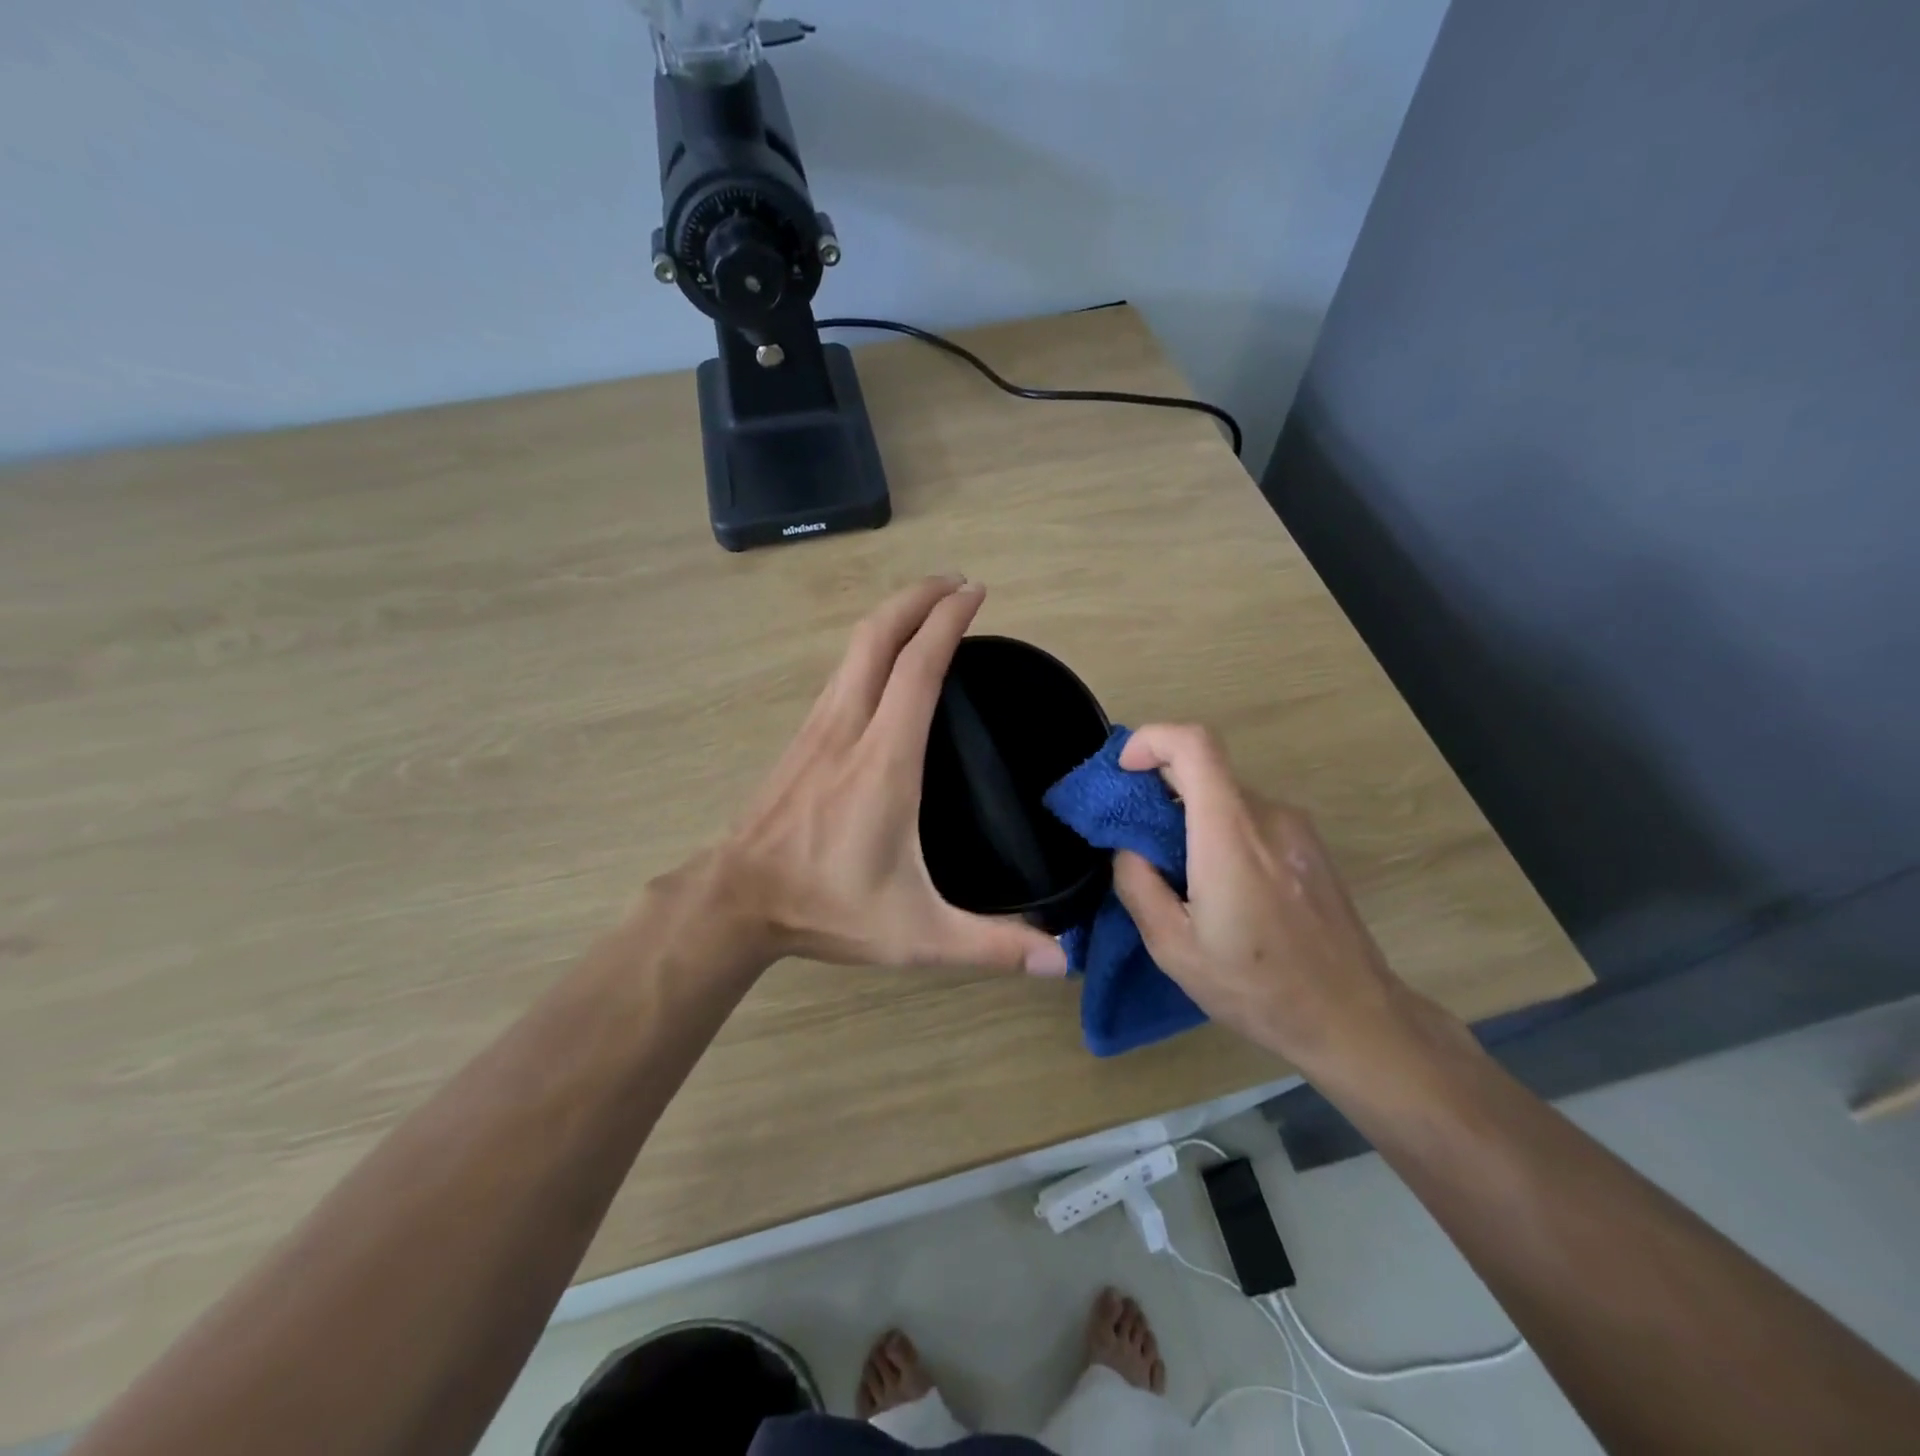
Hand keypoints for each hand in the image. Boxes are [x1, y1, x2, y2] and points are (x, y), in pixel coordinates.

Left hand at [707, 576, 1070, 976]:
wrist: (735, 901)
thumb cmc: (826, 908)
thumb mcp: (917, 935)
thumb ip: (990, 946)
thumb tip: (1060, 958)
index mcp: (884, 761)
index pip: (918, 668)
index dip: (947, 622)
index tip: (975, 593)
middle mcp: (848, 727)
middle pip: (878, 636)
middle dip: (918, 596)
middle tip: (957, 583)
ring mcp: (818, 727)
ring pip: (854, 649)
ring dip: (893, 616)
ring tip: (928, 609)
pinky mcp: (801, 738)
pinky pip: (841, 673)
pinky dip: (871, 647)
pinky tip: (887, 663)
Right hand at [1111, 724, 1421, 1069]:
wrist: (1354, 1018)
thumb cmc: (1257, 987)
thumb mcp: (1174, 949)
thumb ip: (1138, 885)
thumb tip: (1129, 848)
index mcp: (1231, 835)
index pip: (1194, 744)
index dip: (1152, 740)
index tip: (1124, 772)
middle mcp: (1268, 815)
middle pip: (1205, 769)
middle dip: (1159, 786)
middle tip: (1134, 834)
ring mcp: (1296, 828)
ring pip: (1226, 795)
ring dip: (1190, 814)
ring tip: (1175, 871)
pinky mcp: (1310, 845)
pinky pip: (1251, 816)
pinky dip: (1219, 829)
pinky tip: (1217, 885)